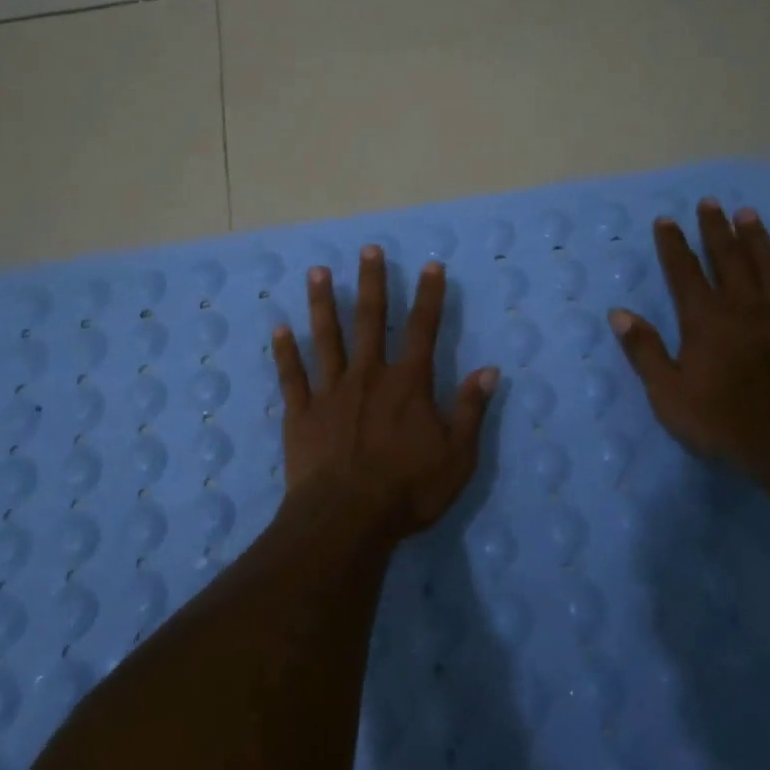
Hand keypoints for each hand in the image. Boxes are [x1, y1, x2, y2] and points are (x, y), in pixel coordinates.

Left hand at [271, 245, 499, 542]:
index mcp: (408, 384)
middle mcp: (368, 376)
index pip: (423, 329)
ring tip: (318, 272)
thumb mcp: (456, 456)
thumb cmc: (407, 490)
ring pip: (326, 338)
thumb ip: (470, 410)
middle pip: (371, 320)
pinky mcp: (301, 413)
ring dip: (323, 303)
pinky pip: (292, 376)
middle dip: (372, 283)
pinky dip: (285, 352)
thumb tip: (490, 369)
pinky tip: (279, 328)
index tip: (431, 265)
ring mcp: (331, 391)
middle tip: (368, 249)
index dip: (430, 296)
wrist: (346, 519)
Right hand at [609, 200, 769, 483]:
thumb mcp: (668, 393)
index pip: (685, 272)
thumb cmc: (722, 421)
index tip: (667, 219)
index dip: (674, 245)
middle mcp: (744, 308)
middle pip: (728, 259)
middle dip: (716, 229)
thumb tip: (619, 313)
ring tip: (749, 214)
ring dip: (758, 240)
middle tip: (710, 202)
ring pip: (769, 269)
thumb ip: (645, 350)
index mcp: (706, 320)